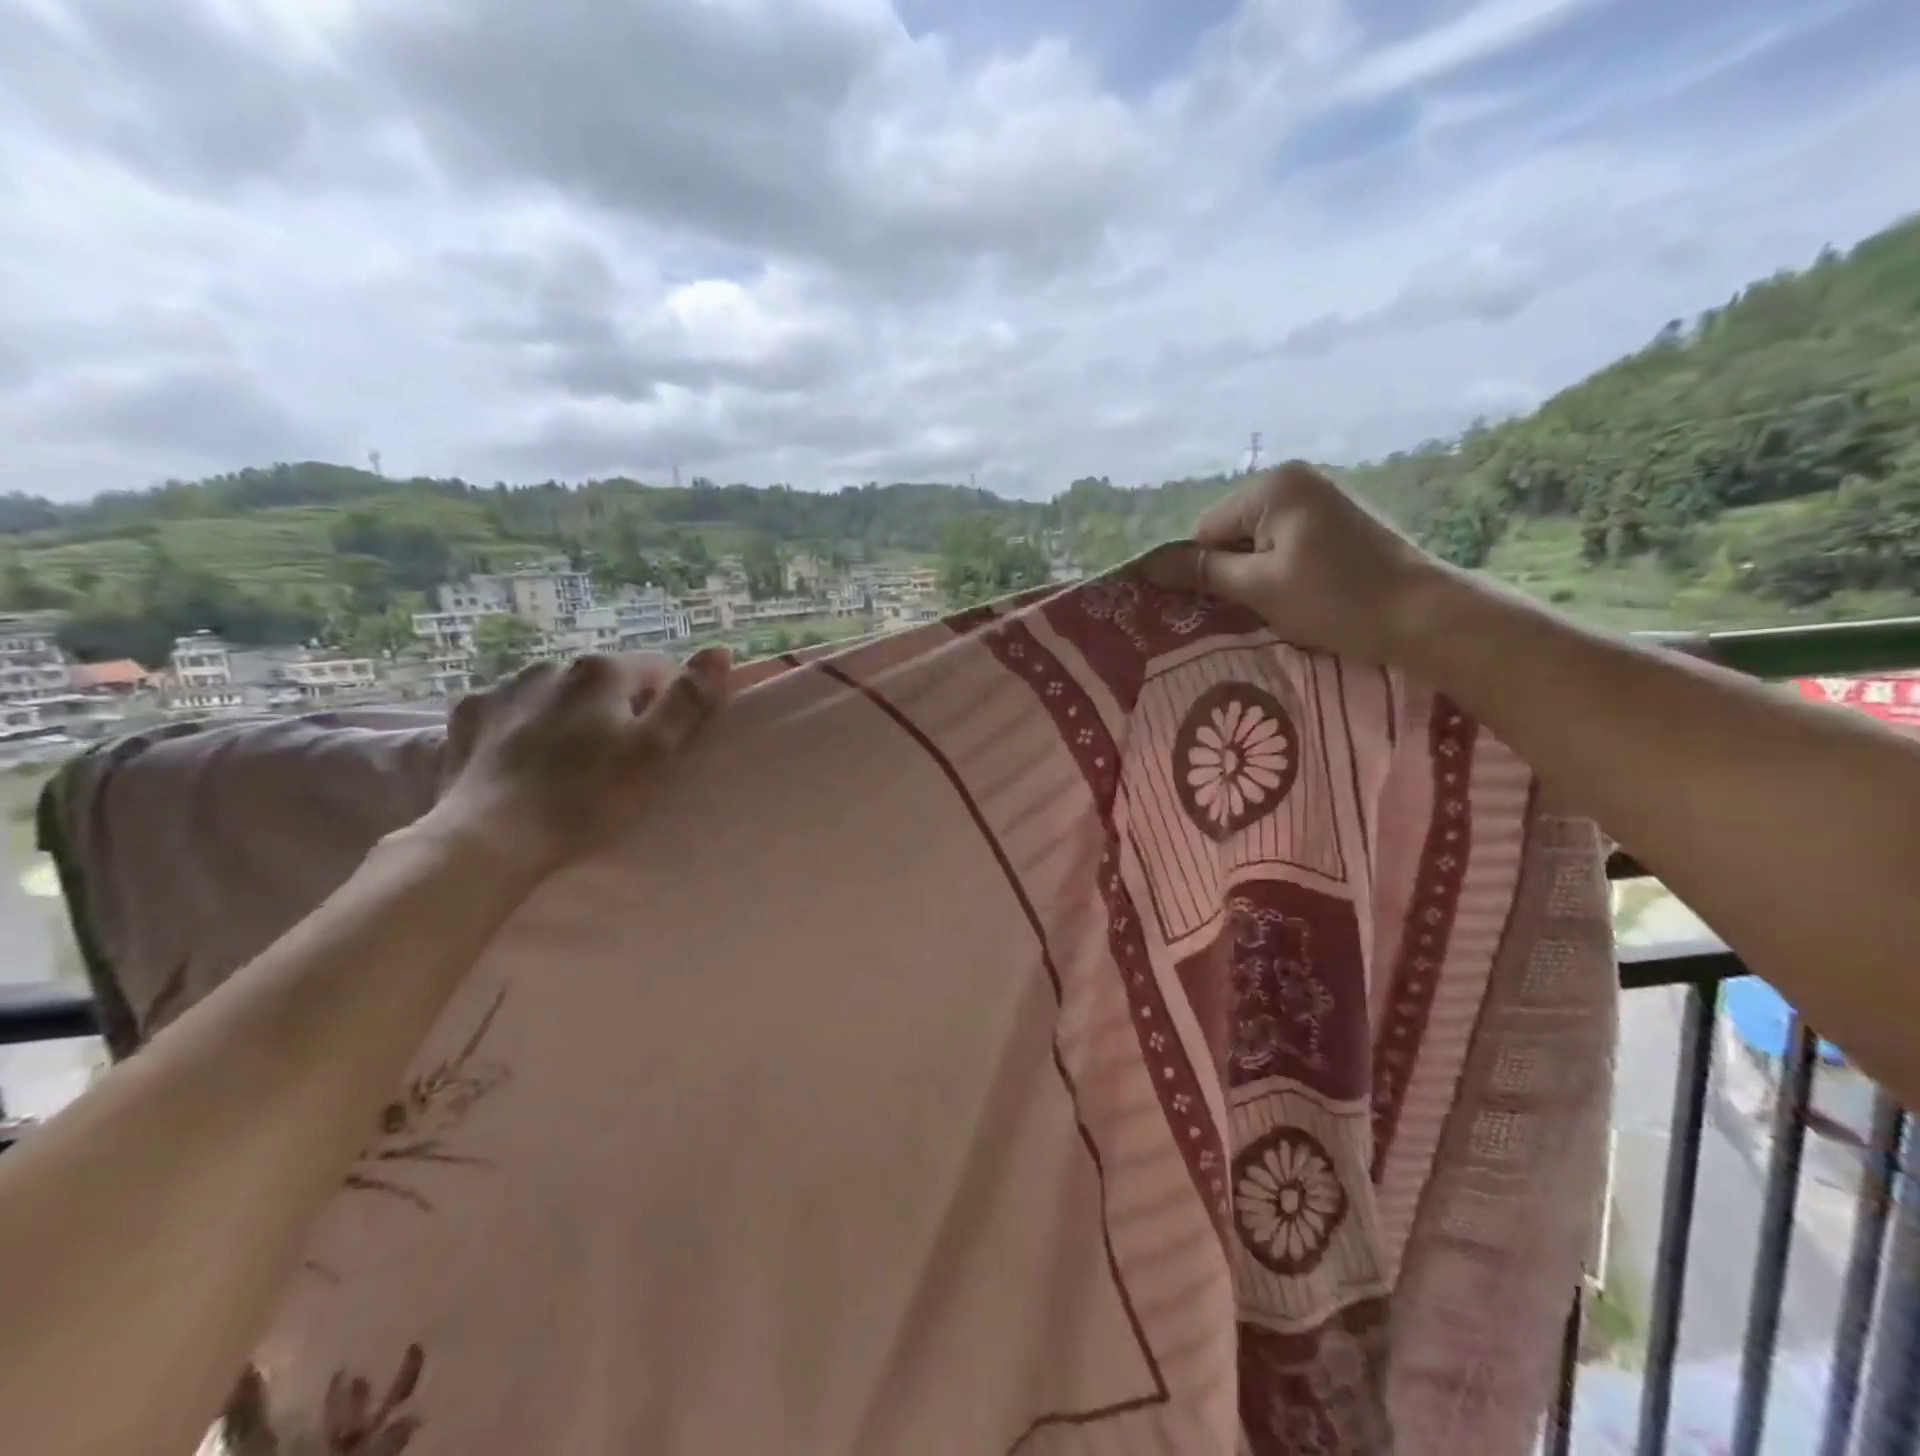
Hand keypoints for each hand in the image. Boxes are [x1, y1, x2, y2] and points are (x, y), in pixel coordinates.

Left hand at [427, 647, 731, 876]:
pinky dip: (521, 727)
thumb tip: (719, 651)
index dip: (669, 703)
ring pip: (556, 693)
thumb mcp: (653, 752)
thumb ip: (688, 699)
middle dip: (617, 708)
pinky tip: (521, 761)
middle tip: (618, 760)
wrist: (488, 839)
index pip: (658, 669)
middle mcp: (551, 666)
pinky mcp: (467, 717)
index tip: (663, 744)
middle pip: (604, 681)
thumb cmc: (585, 798)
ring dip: (568, 715)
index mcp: (601, 671)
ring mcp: (502, 689)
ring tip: (567, 764)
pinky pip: (509, 711)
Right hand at [1147, 461, 1440, 662]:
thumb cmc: (1334, 598)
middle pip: (1230, 532)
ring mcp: (1318, 497)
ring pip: (1256, 541)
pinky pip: (1284, 542)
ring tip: (1274, 605)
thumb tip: (1148, 565)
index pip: (1206, 530)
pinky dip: (1280, 569)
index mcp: (1272, 487)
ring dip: (1254, 573)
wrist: (1422, 614)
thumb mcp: (1259, 588)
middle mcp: (1293, 479)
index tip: (1216, 606)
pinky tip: (1296, 594)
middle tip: (1246, 608)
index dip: (1203, 570)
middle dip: (1230, 570)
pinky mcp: (1336, 519)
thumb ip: (1203, 573)